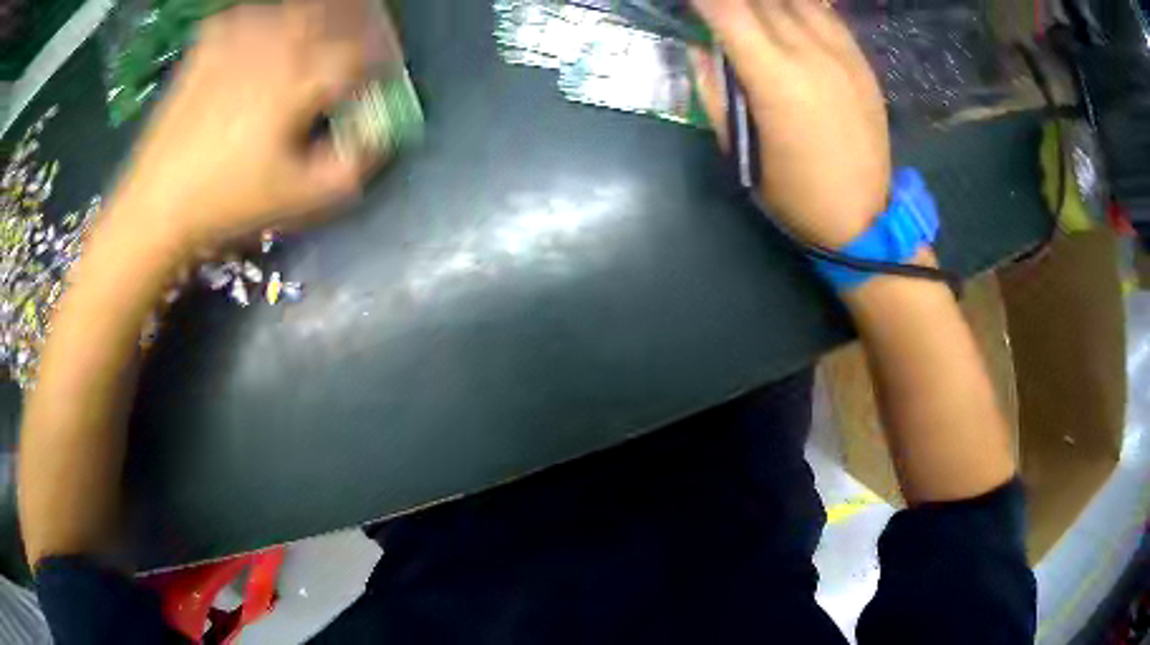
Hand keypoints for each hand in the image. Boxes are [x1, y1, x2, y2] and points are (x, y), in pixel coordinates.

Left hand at [108, 0, 398, 251]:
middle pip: (338, 12)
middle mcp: (275, 45)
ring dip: (325, 14)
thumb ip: (352, 164)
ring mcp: (239, 37)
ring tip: (328, 32)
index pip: (363, 52)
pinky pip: (255, 12)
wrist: (157, 203)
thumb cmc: (228, 203)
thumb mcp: (300, 198)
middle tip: (368, 41)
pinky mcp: (212, 42)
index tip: (388, 75)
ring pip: (299, 7)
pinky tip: (276, 32)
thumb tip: (380, 133)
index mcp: (299, 79)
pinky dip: (275, 16)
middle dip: (364, 24)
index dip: (384, 61)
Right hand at [690, 0, 889, 248]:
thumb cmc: (793, 194)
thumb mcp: (739, 148)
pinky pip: (825, 14)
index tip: (692, 5)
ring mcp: (843, 54)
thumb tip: (701, 48)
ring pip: (796, 0)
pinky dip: (799, 8)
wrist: (863, 218)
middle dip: (734, 3)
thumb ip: (714, 90)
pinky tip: (787, 18)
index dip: (704, 1)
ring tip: (754, 15)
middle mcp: (812, 54)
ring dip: (767, 3)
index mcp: (776, 79)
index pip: (728, 11)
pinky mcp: (862, 61)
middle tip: (721, 13)